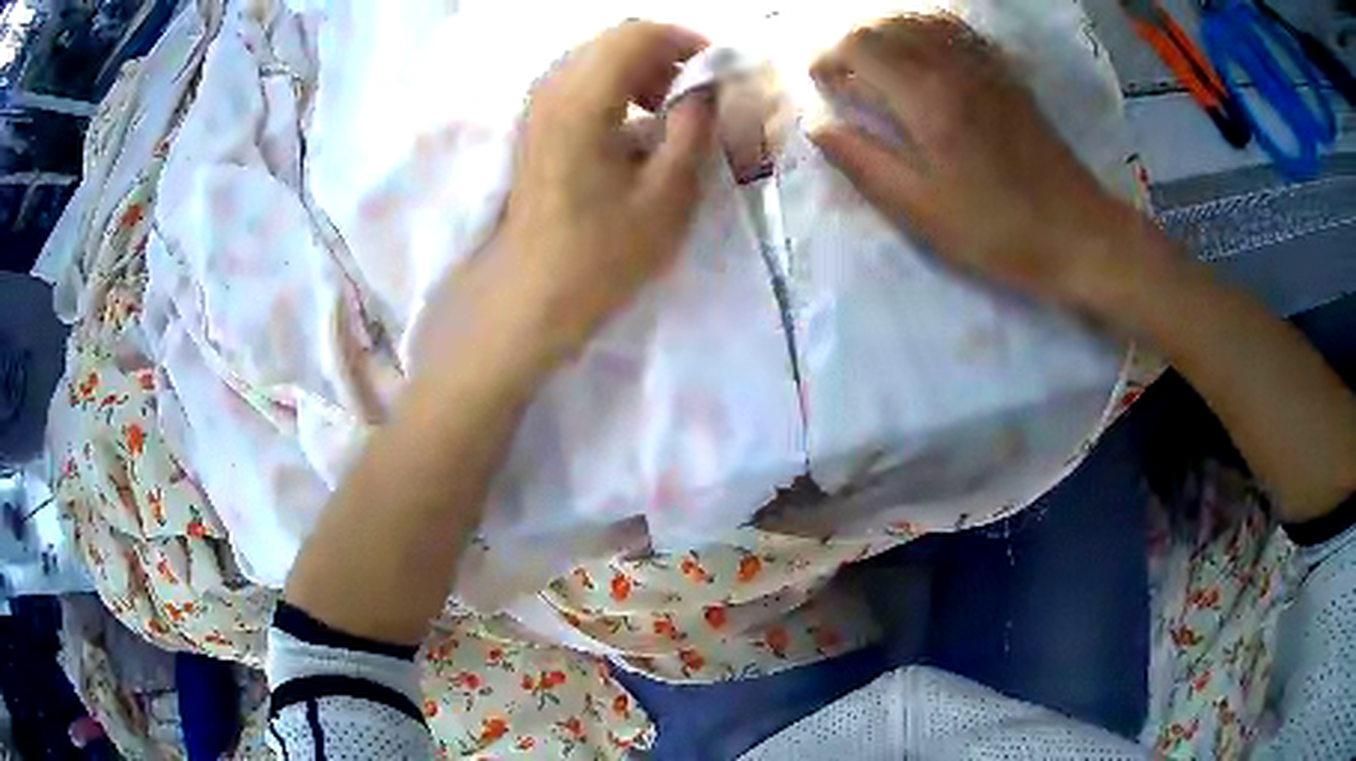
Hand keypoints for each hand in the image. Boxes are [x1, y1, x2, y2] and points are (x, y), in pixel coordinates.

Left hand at [486, 21, 716, 363]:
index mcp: (582, 98)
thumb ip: (695, 126)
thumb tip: (710, 86)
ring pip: (596, 58)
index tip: (718, 70)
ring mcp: (537, 106)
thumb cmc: (602, 252)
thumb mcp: (668, 192)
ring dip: (640, 71)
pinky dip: (616, 88)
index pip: (638, 34)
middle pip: (614, 40)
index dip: (686, 41)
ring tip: (671, 111)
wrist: (532, 294)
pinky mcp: (534, 125)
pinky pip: (580, 82)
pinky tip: (636, 126)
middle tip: (699, 92)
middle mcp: (552, 88)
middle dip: (665, 55)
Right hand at [808, 15, 1163, 311]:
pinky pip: (957, 30)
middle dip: (852, 41)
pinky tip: (923, 53)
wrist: (1078, 234)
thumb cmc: (996, 231)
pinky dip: (926, 30)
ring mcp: (984, 65)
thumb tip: (818, 126)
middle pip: (886, 24)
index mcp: (926, 97)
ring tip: (877, 62)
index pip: (859, 44)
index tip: (821, 84)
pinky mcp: (1007, 75)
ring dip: (887, 31)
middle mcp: (952, 65)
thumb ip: (863, 162)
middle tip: (843, 75)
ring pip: (921, 20)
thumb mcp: (920, 211)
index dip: (828, 56)